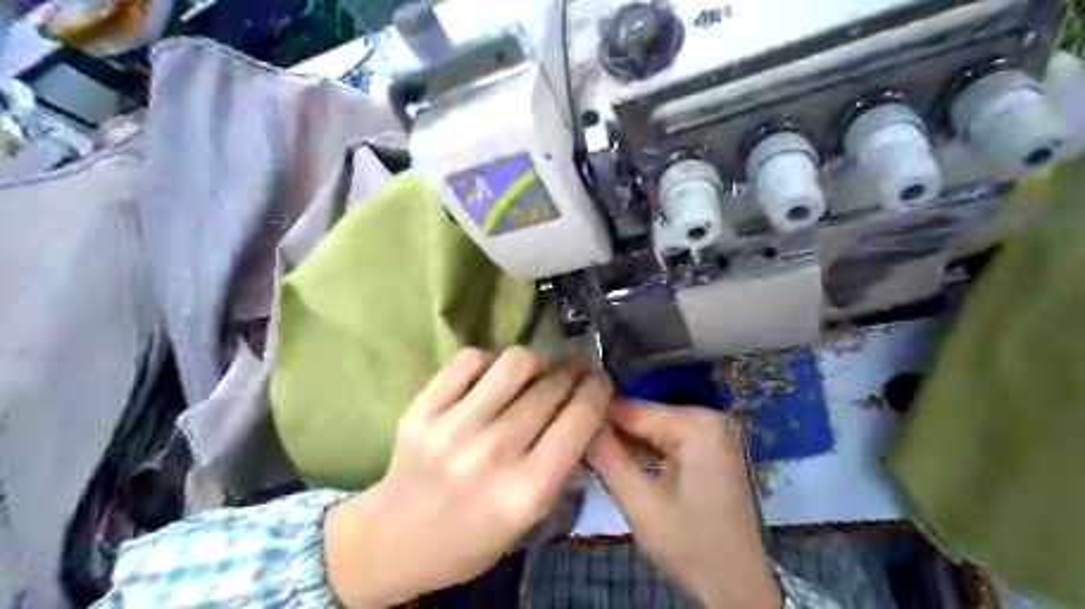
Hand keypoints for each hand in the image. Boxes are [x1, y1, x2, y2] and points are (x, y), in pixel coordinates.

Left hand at [321, 347, 612, 608]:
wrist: (395, 536)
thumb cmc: (472, 535)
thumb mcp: (530, 516)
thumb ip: (561, 463)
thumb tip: (582, 407)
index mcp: (526, 490)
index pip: (579, 420)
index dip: (598, 391)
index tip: (601, 381)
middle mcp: (493, 453)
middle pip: (551, 388)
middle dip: (573, 374)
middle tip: (573, 373)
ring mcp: (453, 426)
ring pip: (516, 362)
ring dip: (537, 361)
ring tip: (535, 371)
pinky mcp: (423, 407)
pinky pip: (471, 359)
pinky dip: (490, 360)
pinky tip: (492, 377)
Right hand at [586, 400, 780, 607]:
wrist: (737, 589)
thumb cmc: (689, 545)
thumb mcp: (640, 502)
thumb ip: (607, 457)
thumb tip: (579, 422)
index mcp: (697, 423)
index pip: (632, 408)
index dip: (598, 422)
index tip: (573, 439)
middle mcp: (710, 418)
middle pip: (645, 417)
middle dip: (615, 437)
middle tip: (587, 458)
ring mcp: (715, 433)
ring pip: (654, 430)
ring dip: (628, 447)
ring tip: (600, 464)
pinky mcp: (713, 450)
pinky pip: (670, 441)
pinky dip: (648, 454)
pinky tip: (627, 468)